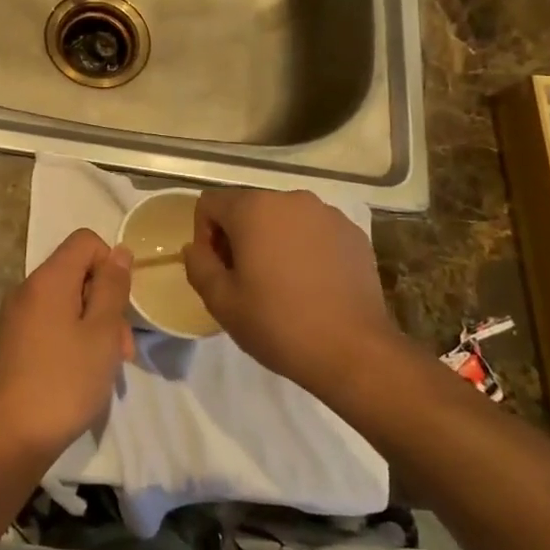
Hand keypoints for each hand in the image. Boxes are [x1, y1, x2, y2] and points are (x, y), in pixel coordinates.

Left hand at [0, 229, 134, 462]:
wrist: (10, 438)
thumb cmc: (65, 382)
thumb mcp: (102, 332)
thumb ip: (112, 287)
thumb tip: (119, 251)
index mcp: (48, 279)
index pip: (85, 241)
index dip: (111, 264)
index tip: (120, 304)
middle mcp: (27, 290)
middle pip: (77, 272)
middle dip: (106, 302)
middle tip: (122, 347)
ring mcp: (16, 317)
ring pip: (66, 302)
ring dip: (93, 325)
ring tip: (107, 367)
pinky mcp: (13, 343)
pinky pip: (50, 323)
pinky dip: (72, 338)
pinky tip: (82, 373)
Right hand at [184, 188, 398, 393]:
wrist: (353, 351)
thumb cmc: (278, 324)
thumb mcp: (221, 301)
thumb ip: (198, 265)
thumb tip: (195, 248)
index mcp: (253, 208)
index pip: (210, 203)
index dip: (205, 235)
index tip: (218, 270)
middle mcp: (290, 199)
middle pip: (248, 207)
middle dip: (238, 236)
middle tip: (245, 280)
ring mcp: (327, 214)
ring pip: (283, 218)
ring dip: (272, 241)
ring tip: (281, 283)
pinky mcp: (353, 233)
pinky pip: (314, 231)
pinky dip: (304, 248)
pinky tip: (311, 285)